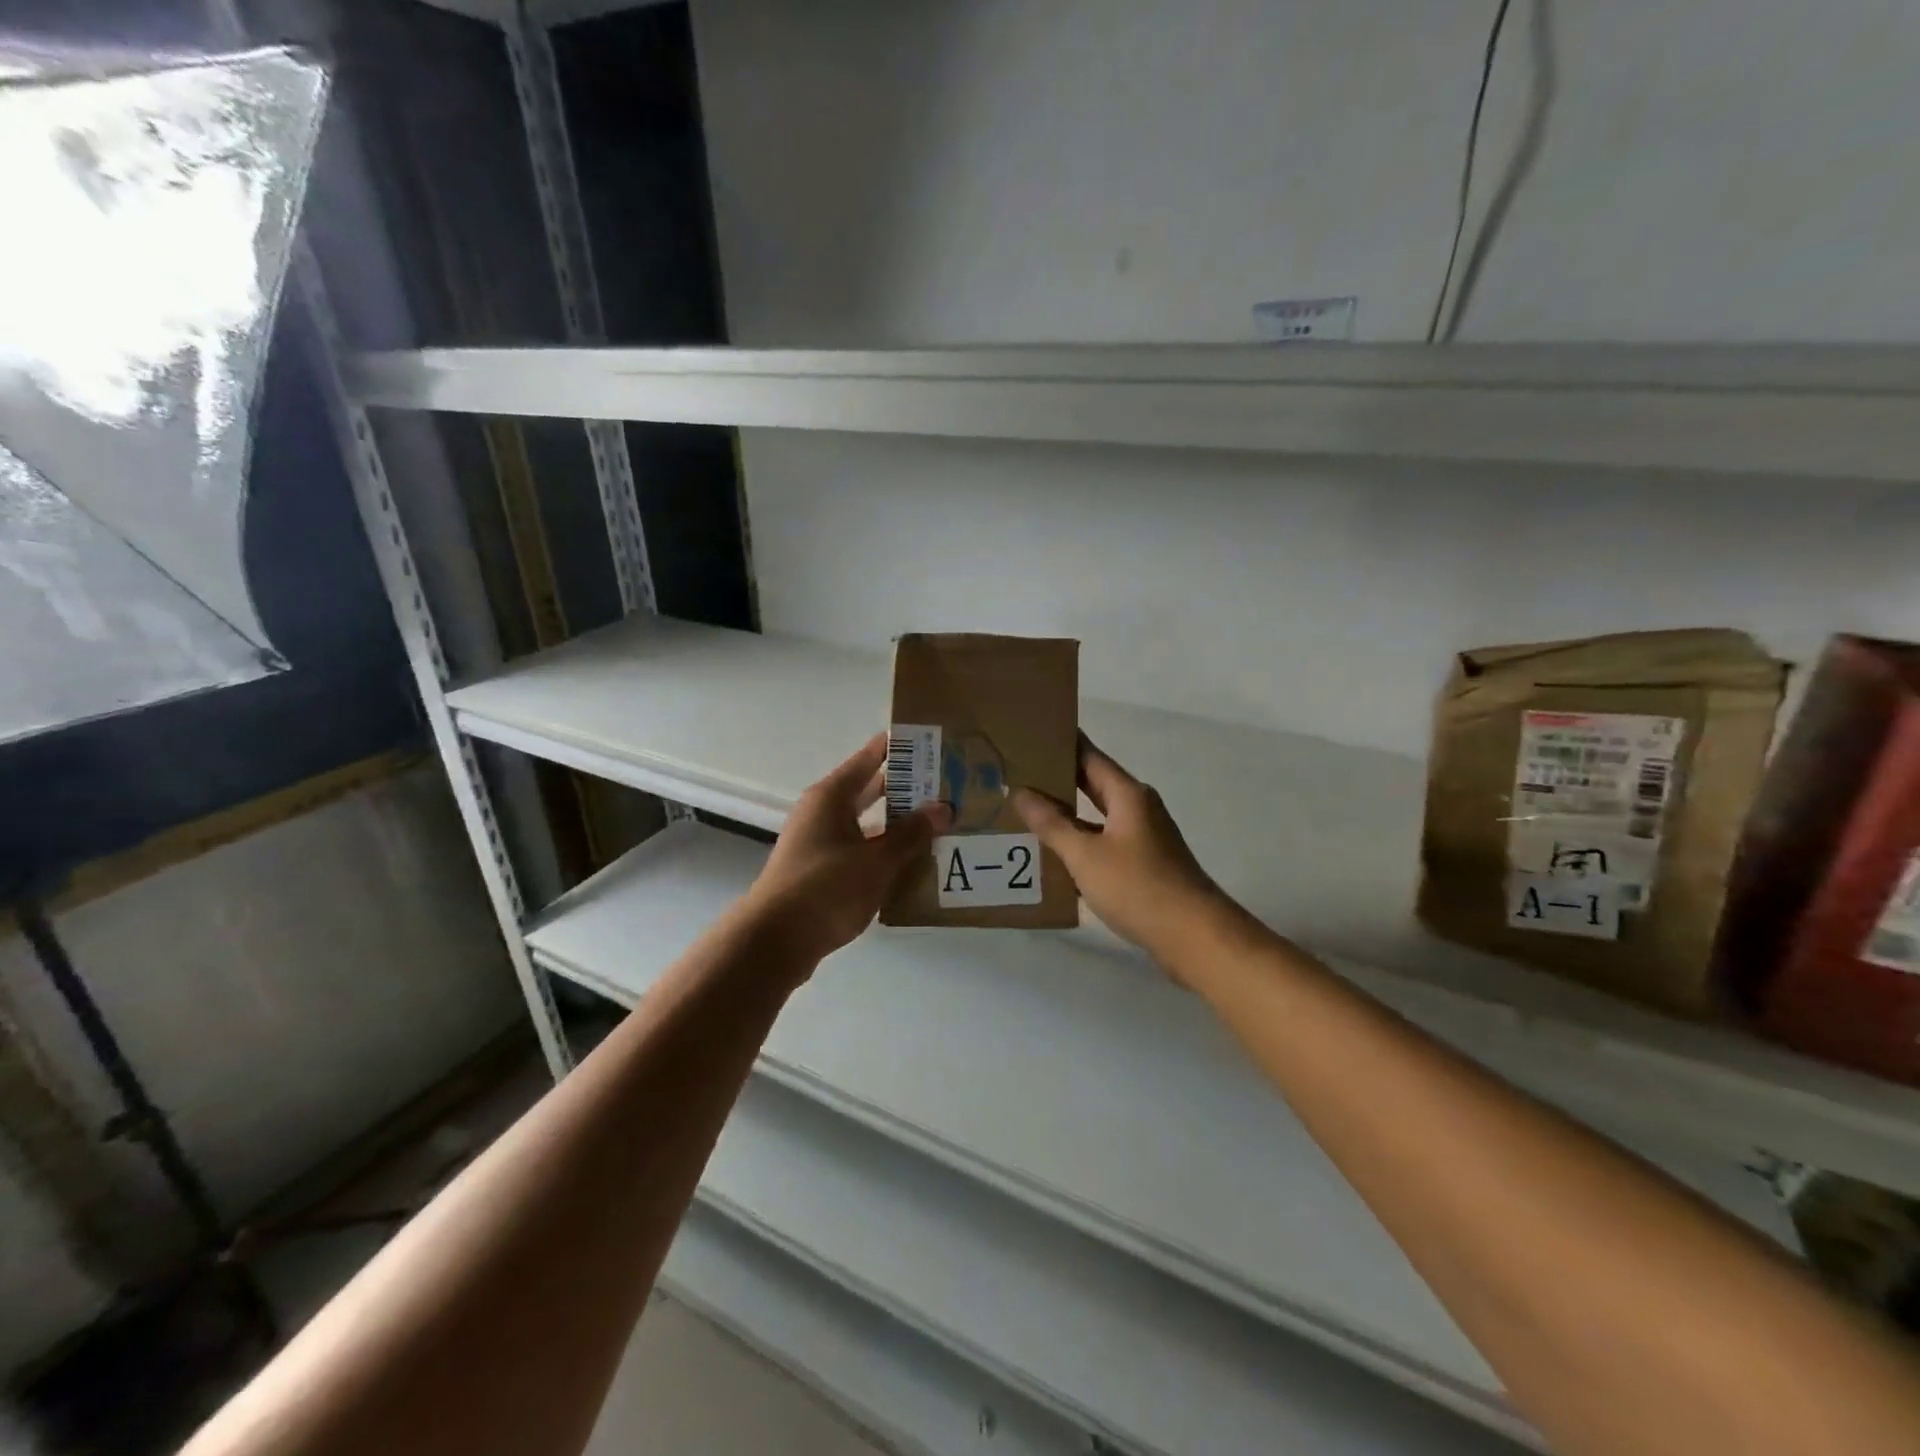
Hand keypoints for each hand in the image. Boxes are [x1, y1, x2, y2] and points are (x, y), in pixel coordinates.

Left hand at [744, 733, 951, 967]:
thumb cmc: (826, 889)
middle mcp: (822, 812)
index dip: (898, 748)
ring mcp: (818, 842)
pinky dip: (882, 850)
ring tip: (936, 822)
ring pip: (865, 822)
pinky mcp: (819, 870)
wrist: (775, 941)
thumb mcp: (876, 861)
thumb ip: (911, 834)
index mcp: (831, 797)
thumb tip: (942, 808)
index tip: (929, 739)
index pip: (869, 758)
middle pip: (868, 789)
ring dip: (896, 823)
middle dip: (904, 787)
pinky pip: (858, 849)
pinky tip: (910, 862)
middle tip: (945, 783)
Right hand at [1013, 735, 1234, 973]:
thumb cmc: (1138, 887)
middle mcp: (1138, 808)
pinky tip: (1052, 855)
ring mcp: (1143, 837)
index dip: (1061, 743)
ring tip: (1024, 812)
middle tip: (1016, 772)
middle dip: (1057, 778)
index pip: (1089, 756)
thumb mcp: (1085, 855)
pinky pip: (1103, 842)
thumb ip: (1052, 824)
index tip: (1030, 733)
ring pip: (1096, 816)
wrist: (1193, 936)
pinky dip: (1079, 843)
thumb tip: (1021, 792)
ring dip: (1065, 814)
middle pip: (1092, 783)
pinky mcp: (1143, 864)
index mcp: (1128, 795)